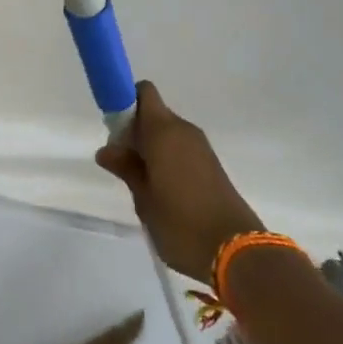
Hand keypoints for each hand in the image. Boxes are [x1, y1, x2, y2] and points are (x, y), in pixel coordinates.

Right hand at [95, 81, 264, 285]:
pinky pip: (181, 147)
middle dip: (135, 130)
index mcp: (163, 131)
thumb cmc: (180, 223)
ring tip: (141, 181)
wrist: (236, 251)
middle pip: (153, 113)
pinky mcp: (211, 164)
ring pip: (167, 132)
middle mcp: (184, 130)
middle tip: (122, 163)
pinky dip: (167, 158)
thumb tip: (106, 149)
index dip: (125, 103)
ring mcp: (200, 146)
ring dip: (151, 146)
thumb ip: (126, 168)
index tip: (114, 131)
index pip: (143, 92)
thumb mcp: (144, 199)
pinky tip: (162, 189)